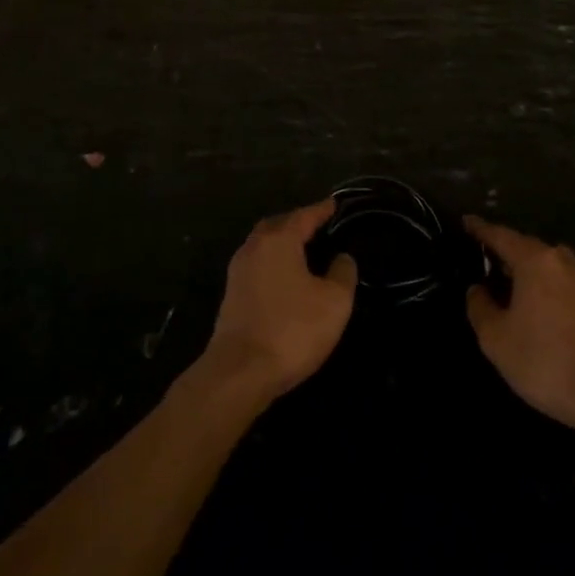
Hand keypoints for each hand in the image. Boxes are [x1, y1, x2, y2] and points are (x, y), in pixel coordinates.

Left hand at [203, 200, 357, 400]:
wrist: (239, 372)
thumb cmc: (292, 330)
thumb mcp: (334, 302)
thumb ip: (343, 273)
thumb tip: (342, 258)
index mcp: (279, 240)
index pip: (304, 215)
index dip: (322, 209)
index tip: (335, 203)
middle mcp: (254, 248)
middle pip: (278, 225)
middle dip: (298, 222)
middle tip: (318, 225)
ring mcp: (238, 272)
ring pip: (263, 245)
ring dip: (283, 243)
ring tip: (305, 250)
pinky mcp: (232, 295)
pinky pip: (257, 265)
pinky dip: (274, 263)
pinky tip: (286, 277)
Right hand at [464, 216, 574, 430]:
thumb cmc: (543, 360)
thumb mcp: (496, 338)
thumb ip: (480, 307)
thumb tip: (477, 289)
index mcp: (534, 261)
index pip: (501, 235)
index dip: (480, 229)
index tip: (466, 221)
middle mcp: (561, 261)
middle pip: (526, 246)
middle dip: (504, 248)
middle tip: (483, 256)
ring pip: (547, 263)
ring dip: (527, 266)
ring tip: (508, 279)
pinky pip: (561, 280)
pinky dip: (544, 283)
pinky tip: (535, 302)